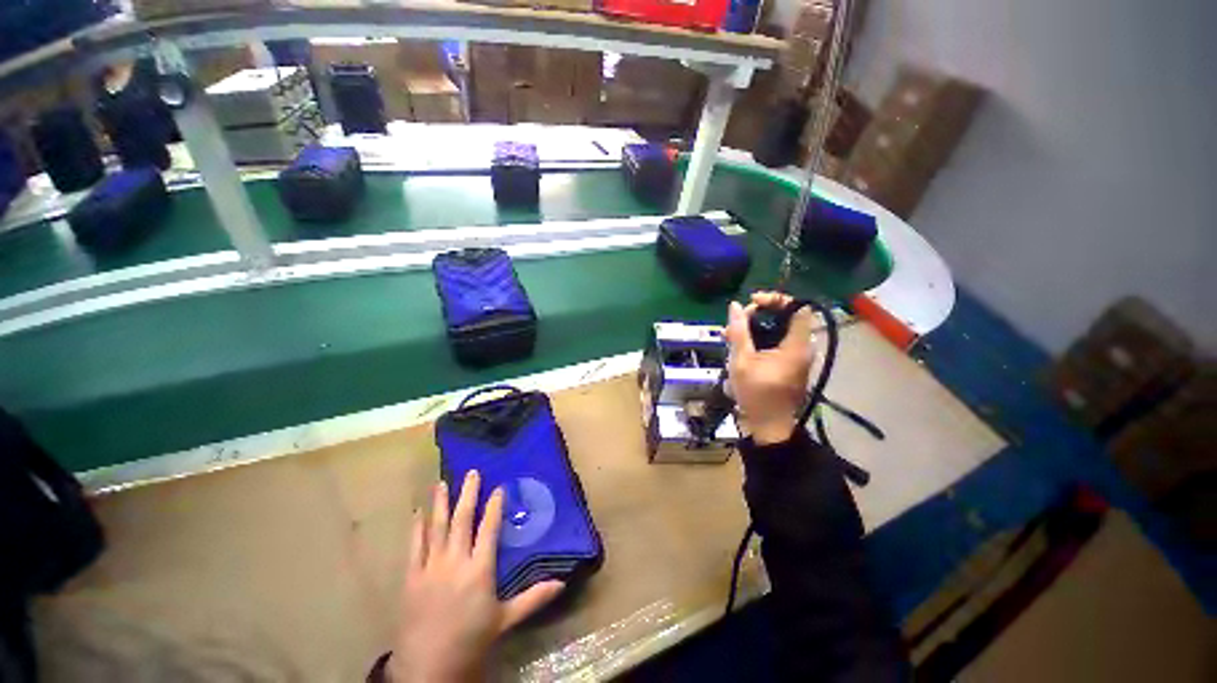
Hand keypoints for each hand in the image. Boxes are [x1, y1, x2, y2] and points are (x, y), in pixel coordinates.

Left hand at [389, 471, 564, 682]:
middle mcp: (455, 561)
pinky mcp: (411, 577)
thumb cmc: (471, 641)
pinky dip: (416, 528)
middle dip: (468, 494)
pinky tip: (417, 513)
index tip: (498, 488)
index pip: (488, 529)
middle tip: (471, 472)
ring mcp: (431, 568)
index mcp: (479, 569)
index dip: (494, 506)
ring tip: (442, 483)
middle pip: (462, 520)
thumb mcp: (505, 620)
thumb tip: (562, 582)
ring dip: (440, 504)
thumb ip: (533, 598)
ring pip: (436, 528)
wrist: (428, 668)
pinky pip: (414, 547)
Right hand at [724, 291, 815, 444]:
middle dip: (760, 313)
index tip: (753, 302)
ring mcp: (797, 356)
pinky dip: (760, 338)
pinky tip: (740, 345)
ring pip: (779, 329)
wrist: (769, 425)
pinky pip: (777, 341)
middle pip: (787, 316)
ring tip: (732, 333)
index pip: (798, 308)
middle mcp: (802, 348)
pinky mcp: (790, 363)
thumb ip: (738, 332)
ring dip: (756, 326)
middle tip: (737, 320)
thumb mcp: (741, 361)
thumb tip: (735, 306)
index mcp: (796, 346)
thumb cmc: (756, 394)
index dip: (776, 299)